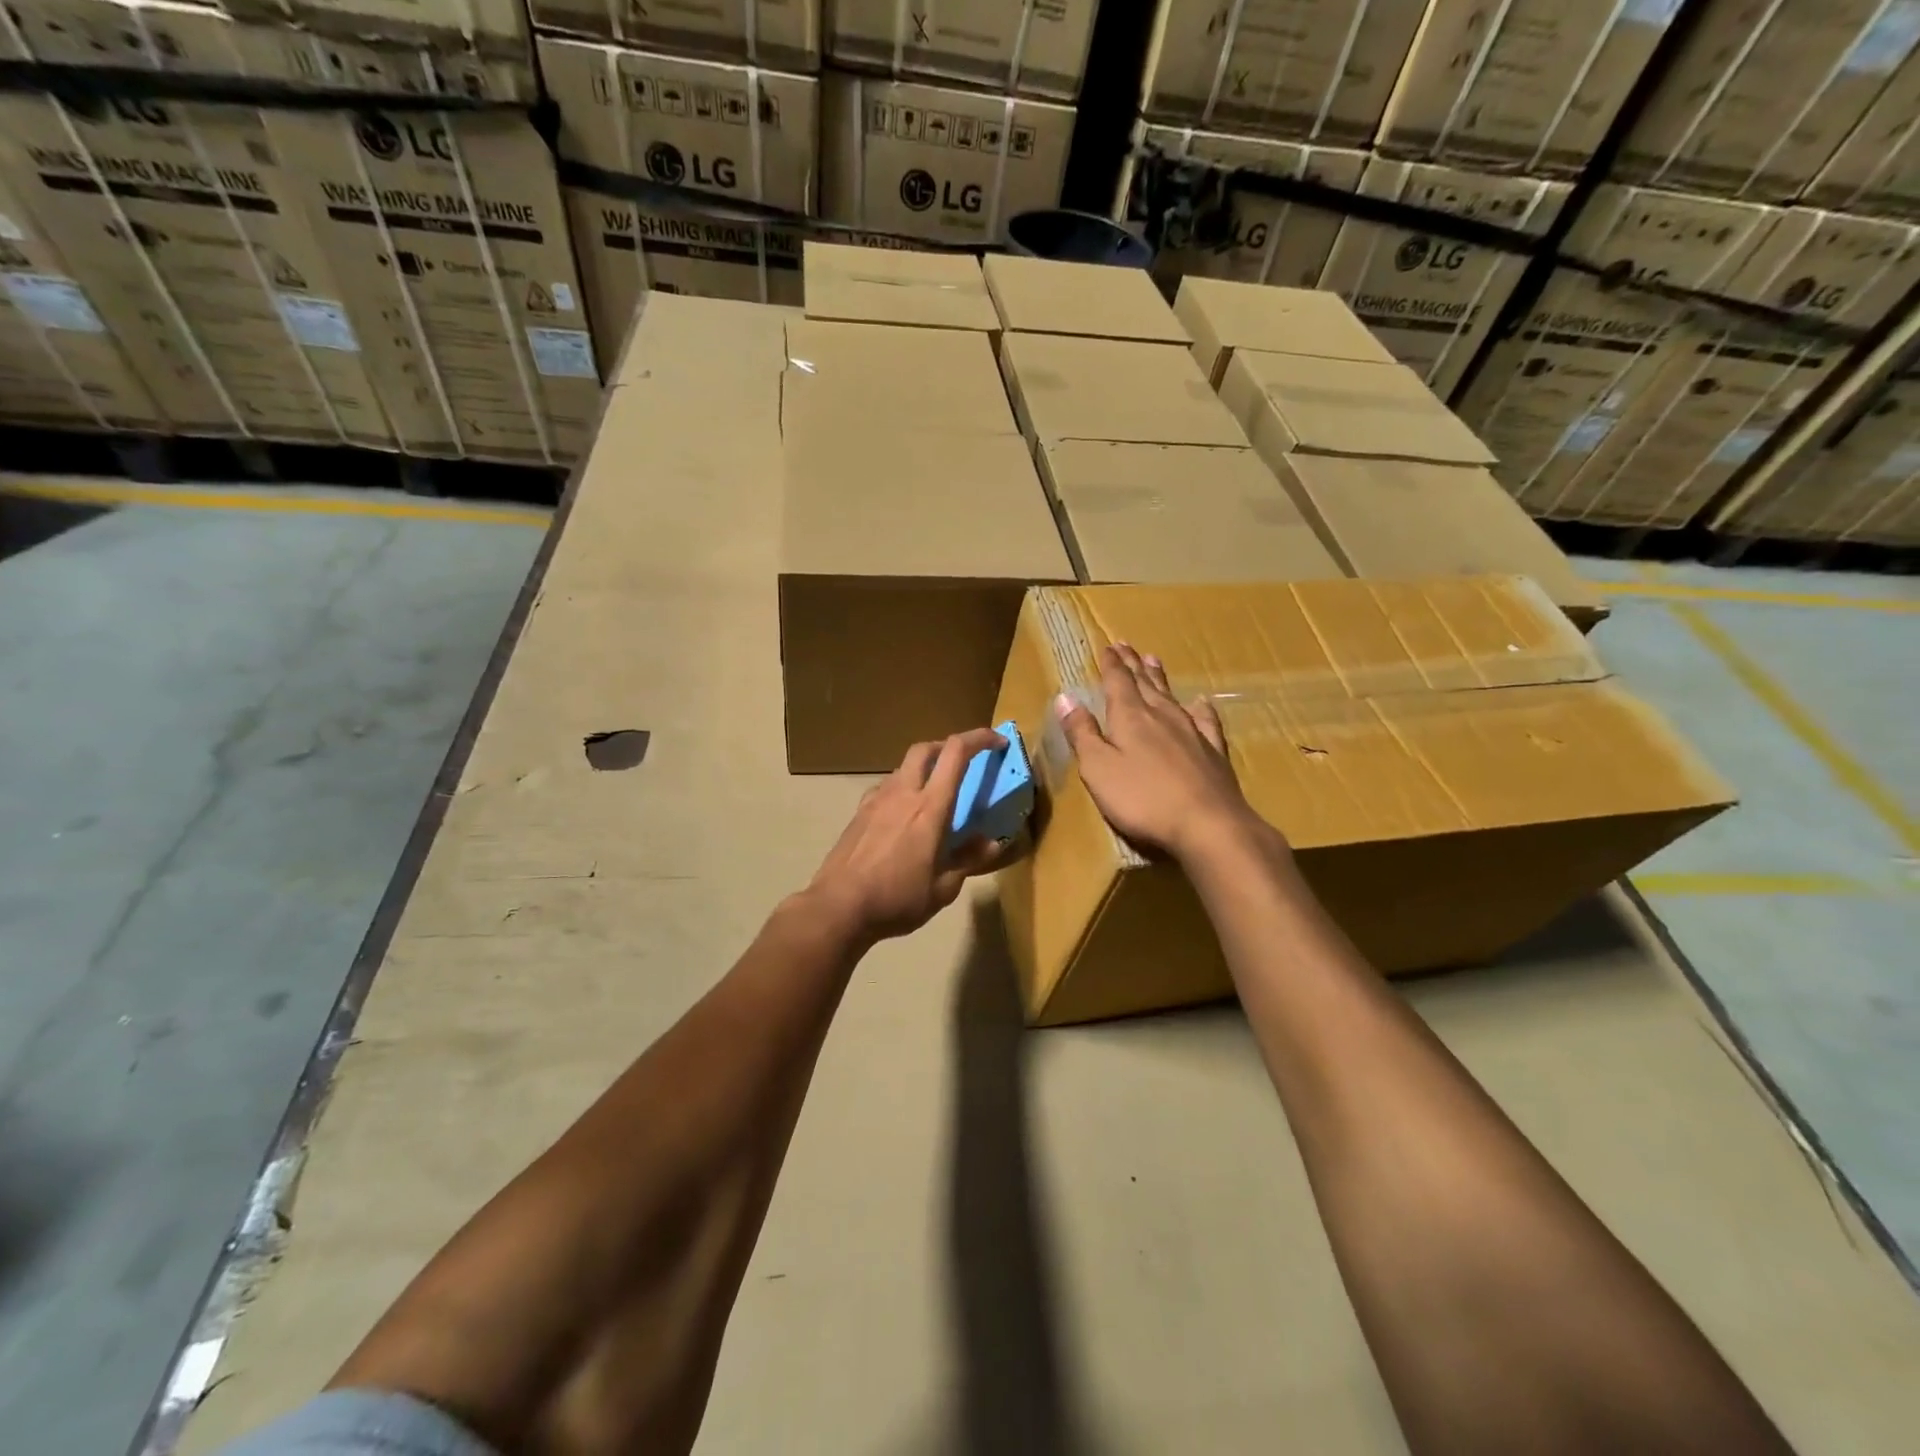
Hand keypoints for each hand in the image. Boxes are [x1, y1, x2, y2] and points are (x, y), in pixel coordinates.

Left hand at [804, 727, 1009, 943]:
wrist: (839, 906)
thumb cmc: (897, 899)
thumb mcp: (943, 888)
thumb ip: (968, 860)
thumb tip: (991, 843)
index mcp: (930, 807)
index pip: (956, 753)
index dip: (979, 738)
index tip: (997, 742)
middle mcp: (902, 793)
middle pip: (925, 748)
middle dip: (947, 746)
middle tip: (964, 762)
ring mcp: (876, 800)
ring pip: (903, 767)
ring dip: (923, 769)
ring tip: (934, 794)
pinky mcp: (858, 813)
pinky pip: (885, 788)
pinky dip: (901, 789)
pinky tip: (903, 815)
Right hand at [1054, 643, 1267, 862]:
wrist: (1207, 823)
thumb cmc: (1142, 798)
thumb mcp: (1098, 768)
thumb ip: (1082, 733)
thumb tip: (1065, 697)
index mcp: (1130, 717)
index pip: (1117, 682)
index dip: (1110, 664)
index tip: (1107, 646)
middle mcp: (1161, 715)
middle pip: (1144, 683)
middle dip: (1133, 664)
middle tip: (1126, 645)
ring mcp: (1191, 732)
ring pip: (1172, 696)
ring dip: (1160, 678)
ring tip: (1154, 660)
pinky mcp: (1213, 751)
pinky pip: (1206, 720)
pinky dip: (1201, 708)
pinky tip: (1201, 702)